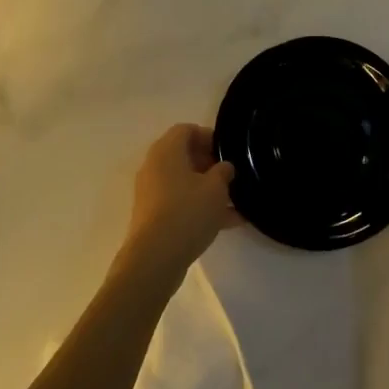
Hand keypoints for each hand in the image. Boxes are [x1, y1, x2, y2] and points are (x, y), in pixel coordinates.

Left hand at [123, 124, 237, 274]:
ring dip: (208, 189)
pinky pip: (180, 203)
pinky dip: (200, 208)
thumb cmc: (187, 212)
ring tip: (236, 202)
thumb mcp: (216, 188)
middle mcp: (154, 167)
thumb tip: (224, 167)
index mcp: (166, 151)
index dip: (208, 136)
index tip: (228, 151)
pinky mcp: (153, 216)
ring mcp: (152, 193)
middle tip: (231, 176)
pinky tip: (228, 223)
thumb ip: (224, 172)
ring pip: (184, 182)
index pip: (186, 130)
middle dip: (210, 164)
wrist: (155, 258)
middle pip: (184, 156)